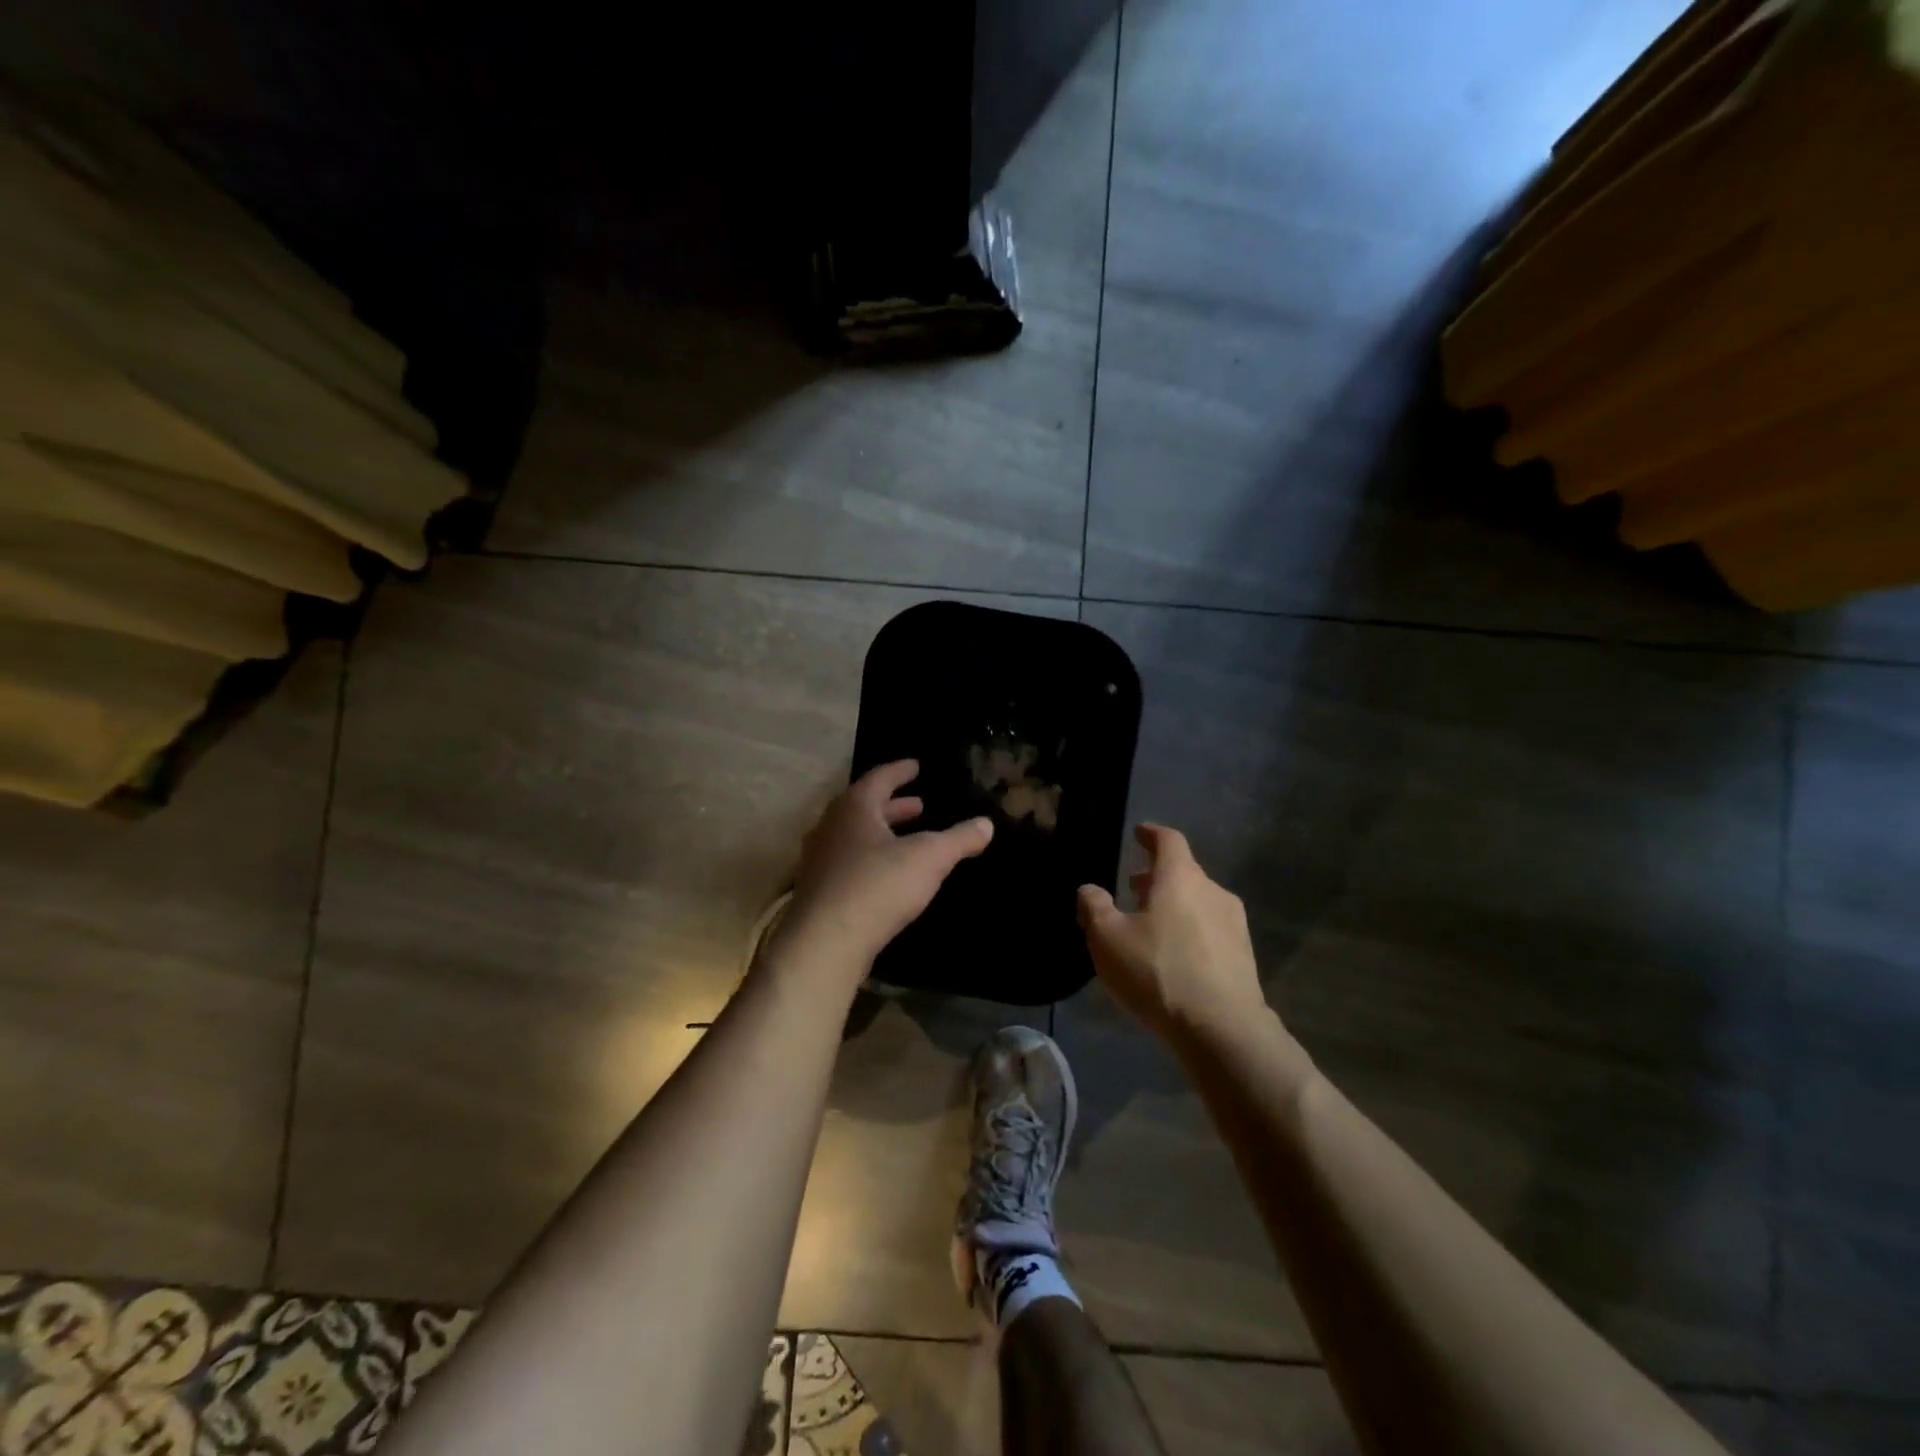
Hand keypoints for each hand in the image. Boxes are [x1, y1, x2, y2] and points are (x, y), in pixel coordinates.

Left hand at [777, 760, 992, 976]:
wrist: (825, 942)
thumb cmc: (878, 886)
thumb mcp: (929, 858)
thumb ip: (959, 839)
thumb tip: (986, 824)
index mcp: (854, 808)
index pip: (879, 778)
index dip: (900, 771)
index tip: (916, 766)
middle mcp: (831, 826)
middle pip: (864, 807)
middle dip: (893, 806)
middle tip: (918, 805)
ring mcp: (820, 859)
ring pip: (854, 836)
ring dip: (881, 833)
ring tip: (906, 837)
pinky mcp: (818, 890)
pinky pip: (847, 862)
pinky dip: (870, 858)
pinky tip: (887, 874)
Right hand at [1078, 824, 1267, 1043]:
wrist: (1222, 1030)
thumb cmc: (1158, 972)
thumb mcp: (1107, 939)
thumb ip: (1094, 907)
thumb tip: (1089, 889)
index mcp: (1180, 878)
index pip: (1168, 840)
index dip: (1151, 834)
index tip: (1140, 833)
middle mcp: (1212, 892)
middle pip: (1184, 872)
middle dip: (1157, 876)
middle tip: (1133, 888)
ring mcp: (1234, 925)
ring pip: (1198, 902)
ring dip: (1174, 905)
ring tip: (1150, 924)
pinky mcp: (1244, 957)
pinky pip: (1211, 930)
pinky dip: (1190, 930)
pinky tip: (1174, 956)